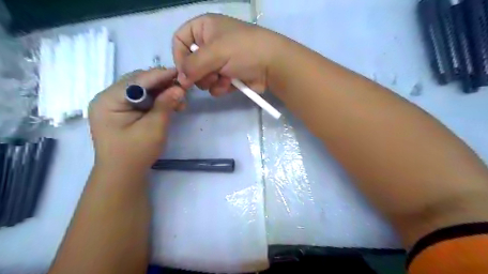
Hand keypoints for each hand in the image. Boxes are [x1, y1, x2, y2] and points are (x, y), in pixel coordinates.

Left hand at [89, 68, 186, 171]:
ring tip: (179, 99)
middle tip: (182, 89)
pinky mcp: (122, 112)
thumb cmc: (136, 153)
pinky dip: (156, 101)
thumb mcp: (154, 128)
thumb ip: (165, 105)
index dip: (161, 75)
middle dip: (162, 84)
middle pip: (138, 82)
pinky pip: (141, 99)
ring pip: (142, 90)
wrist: (122, 174)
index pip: (138, 80)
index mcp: (109, 100)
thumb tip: (179, 88)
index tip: (181, 73)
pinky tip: (170, 105)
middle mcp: (108, 98)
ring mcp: (114, 105)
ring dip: (161, 92)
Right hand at [173, 13, 283, 95]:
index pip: (180, 40)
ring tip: (223, 79)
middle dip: (198, 73)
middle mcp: (210, 44)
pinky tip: (230, 85)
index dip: (179, 56)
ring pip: (202, 77)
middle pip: (190, 63)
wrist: (273, 65)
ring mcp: (220, 61)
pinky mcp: (228, 76)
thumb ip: (193, 65)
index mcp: (205, 28)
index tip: (184, 71)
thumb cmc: (243, 50)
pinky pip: (215, 85)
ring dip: (210, 81)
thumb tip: (180, 79)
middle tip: (210, 76)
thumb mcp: (215, 52)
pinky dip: (220, 87)